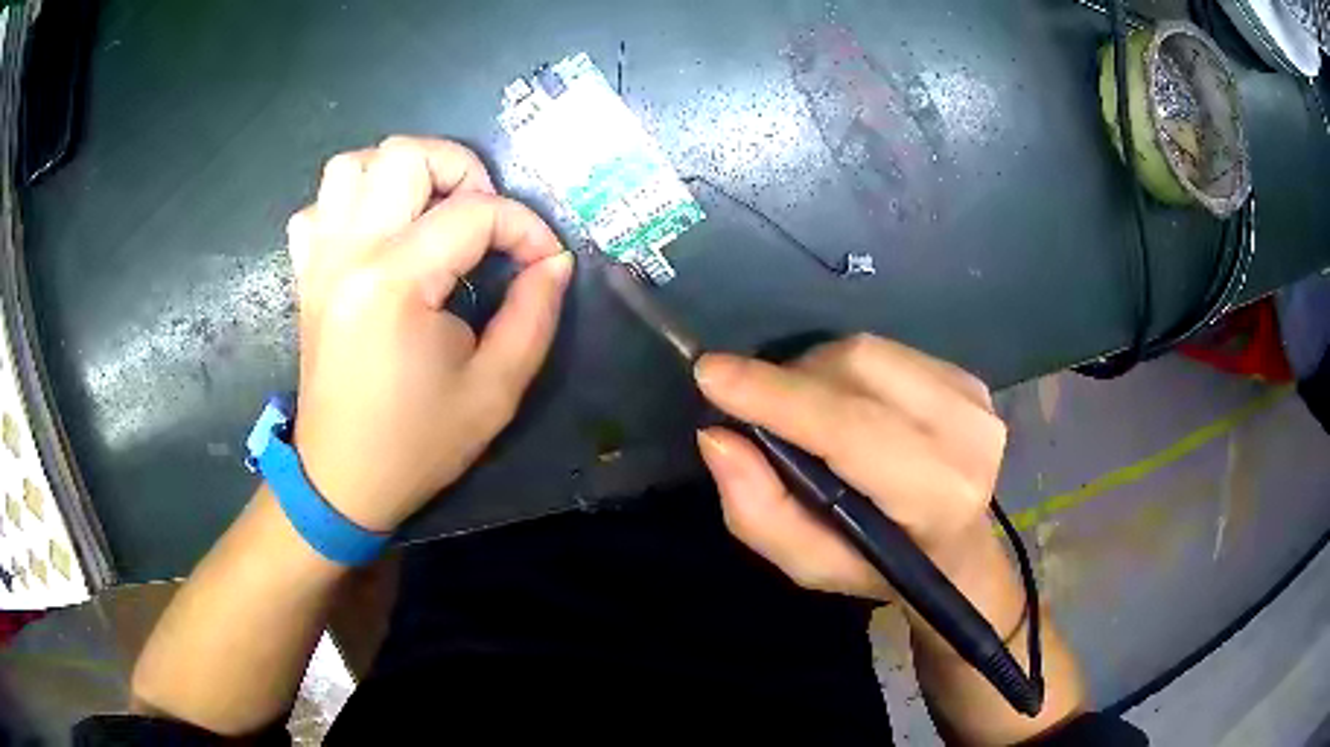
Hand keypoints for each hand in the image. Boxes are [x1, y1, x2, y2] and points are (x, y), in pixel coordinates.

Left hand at [284, 136, 572, 531]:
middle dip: (463, 171)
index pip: (475, 213)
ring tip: (429, 211)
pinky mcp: (306, 273)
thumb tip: (553, 260)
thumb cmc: (417, 443)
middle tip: (483, 219)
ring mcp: (320, 258)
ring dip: (401, 174)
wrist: (341, 480)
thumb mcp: (495, 390)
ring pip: (353, 165)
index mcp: (395, 282)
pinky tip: (377, 234)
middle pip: (406, 154)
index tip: (545, 260)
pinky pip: (319, 205)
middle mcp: (350, 252)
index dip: (526, 227)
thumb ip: (535, 315)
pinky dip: (352, 202)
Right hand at [695, 335, 1019, 630]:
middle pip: (856, 370)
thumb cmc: (878, 566)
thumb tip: (718, 436)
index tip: (711, 372)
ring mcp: (975, 399)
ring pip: (868, 351)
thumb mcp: (808, 564)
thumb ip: (760, 510)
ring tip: (801, 410)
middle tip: (758, 407)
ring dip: (816, 373)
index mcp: (937, 496)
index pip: (850, 428)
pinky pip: (886, 350)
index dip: (778, 396)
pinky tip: (844, 402)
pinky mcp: (968, 378)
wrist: (956, 551)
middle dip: (791, 381)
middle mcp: (967, 436)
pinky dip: (846, 369)